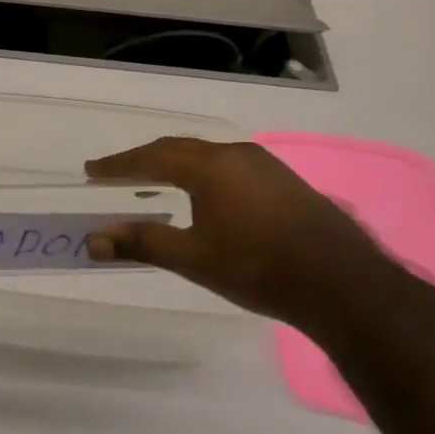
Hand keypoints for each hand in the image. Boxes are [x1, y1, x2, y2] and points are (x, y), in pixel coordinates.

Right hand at [85, 137, 399, 327]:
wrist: (342, 284)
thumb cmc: (258, 268)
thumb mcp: (193, 258)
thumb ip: (141, 243)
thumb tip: (92, 240)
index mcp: (210, 166)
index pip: (152, 157)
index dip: (119, 165)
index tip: (92, 170)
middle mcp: (236, 155)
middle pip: (178, 149)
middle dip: (143, 161)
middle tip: (115, 173)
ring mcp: (265, 165)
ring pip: (206, 156)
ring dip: (175, 165)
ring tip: (153, 182)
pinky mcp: (284, 181)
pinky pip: (229, 166)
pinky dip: (202, 174)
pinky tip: (203, 195)